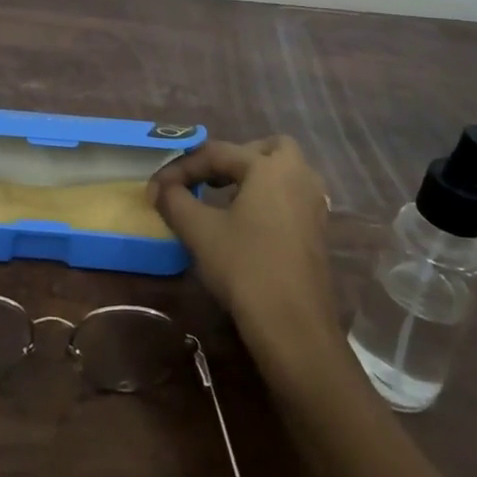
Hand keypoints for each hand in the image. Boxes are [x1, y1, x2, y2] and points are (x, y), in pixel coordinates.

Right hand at [150, 136, 342, 359]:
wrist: (293, 326)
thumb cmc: (245, 268)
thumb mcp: (199, 231)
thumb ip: (175, 201)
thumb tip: (159, 188)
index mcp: (269, 168)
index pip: (218, 153)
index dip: (183, 167)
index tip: (157, 188)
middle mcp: (299, 176)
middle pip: (268, 149)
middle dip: (236, 157)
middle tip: (209, 177)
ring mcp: (314, 205)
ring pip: (286, 172)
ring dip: (256, 177)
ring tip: (225, 197)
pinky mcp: (318, 232)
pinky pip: (292, 197)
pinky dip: (270, 198)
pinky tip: (248, 223)